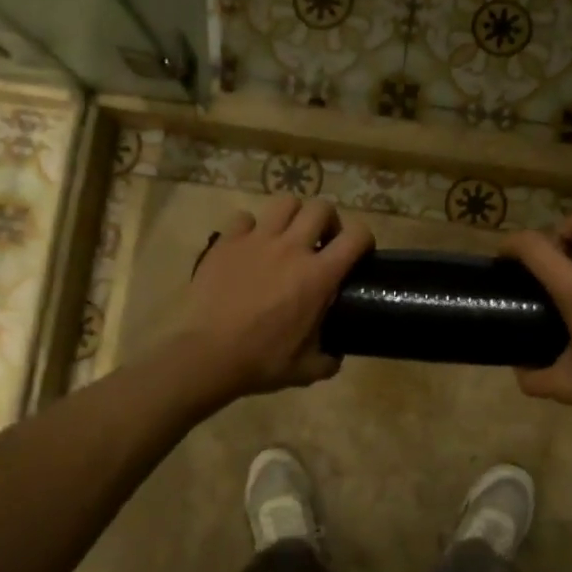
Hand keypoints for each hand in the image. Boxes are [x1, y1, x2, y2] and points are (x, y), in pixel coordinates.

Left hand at [167, 195, 373, 406]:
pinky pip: (244, 218)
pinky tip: (249, 246)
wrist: (208, 356)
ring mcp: (257, 240)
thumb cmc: (261, 362)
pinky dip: (251, 228)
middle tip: (322, 242)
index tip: (359, 253)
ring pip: (285, 202)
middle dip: (328, 220)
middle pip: (321, 207)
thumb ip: (328, 359)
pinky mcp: (226, 242)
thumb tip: (334, 355)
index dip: (364, 239)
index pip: (356, 236)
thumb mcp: (306, 369)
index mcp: (319, 276)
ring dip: (293, 216)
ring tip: (288, 236)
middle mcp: (292, 248)